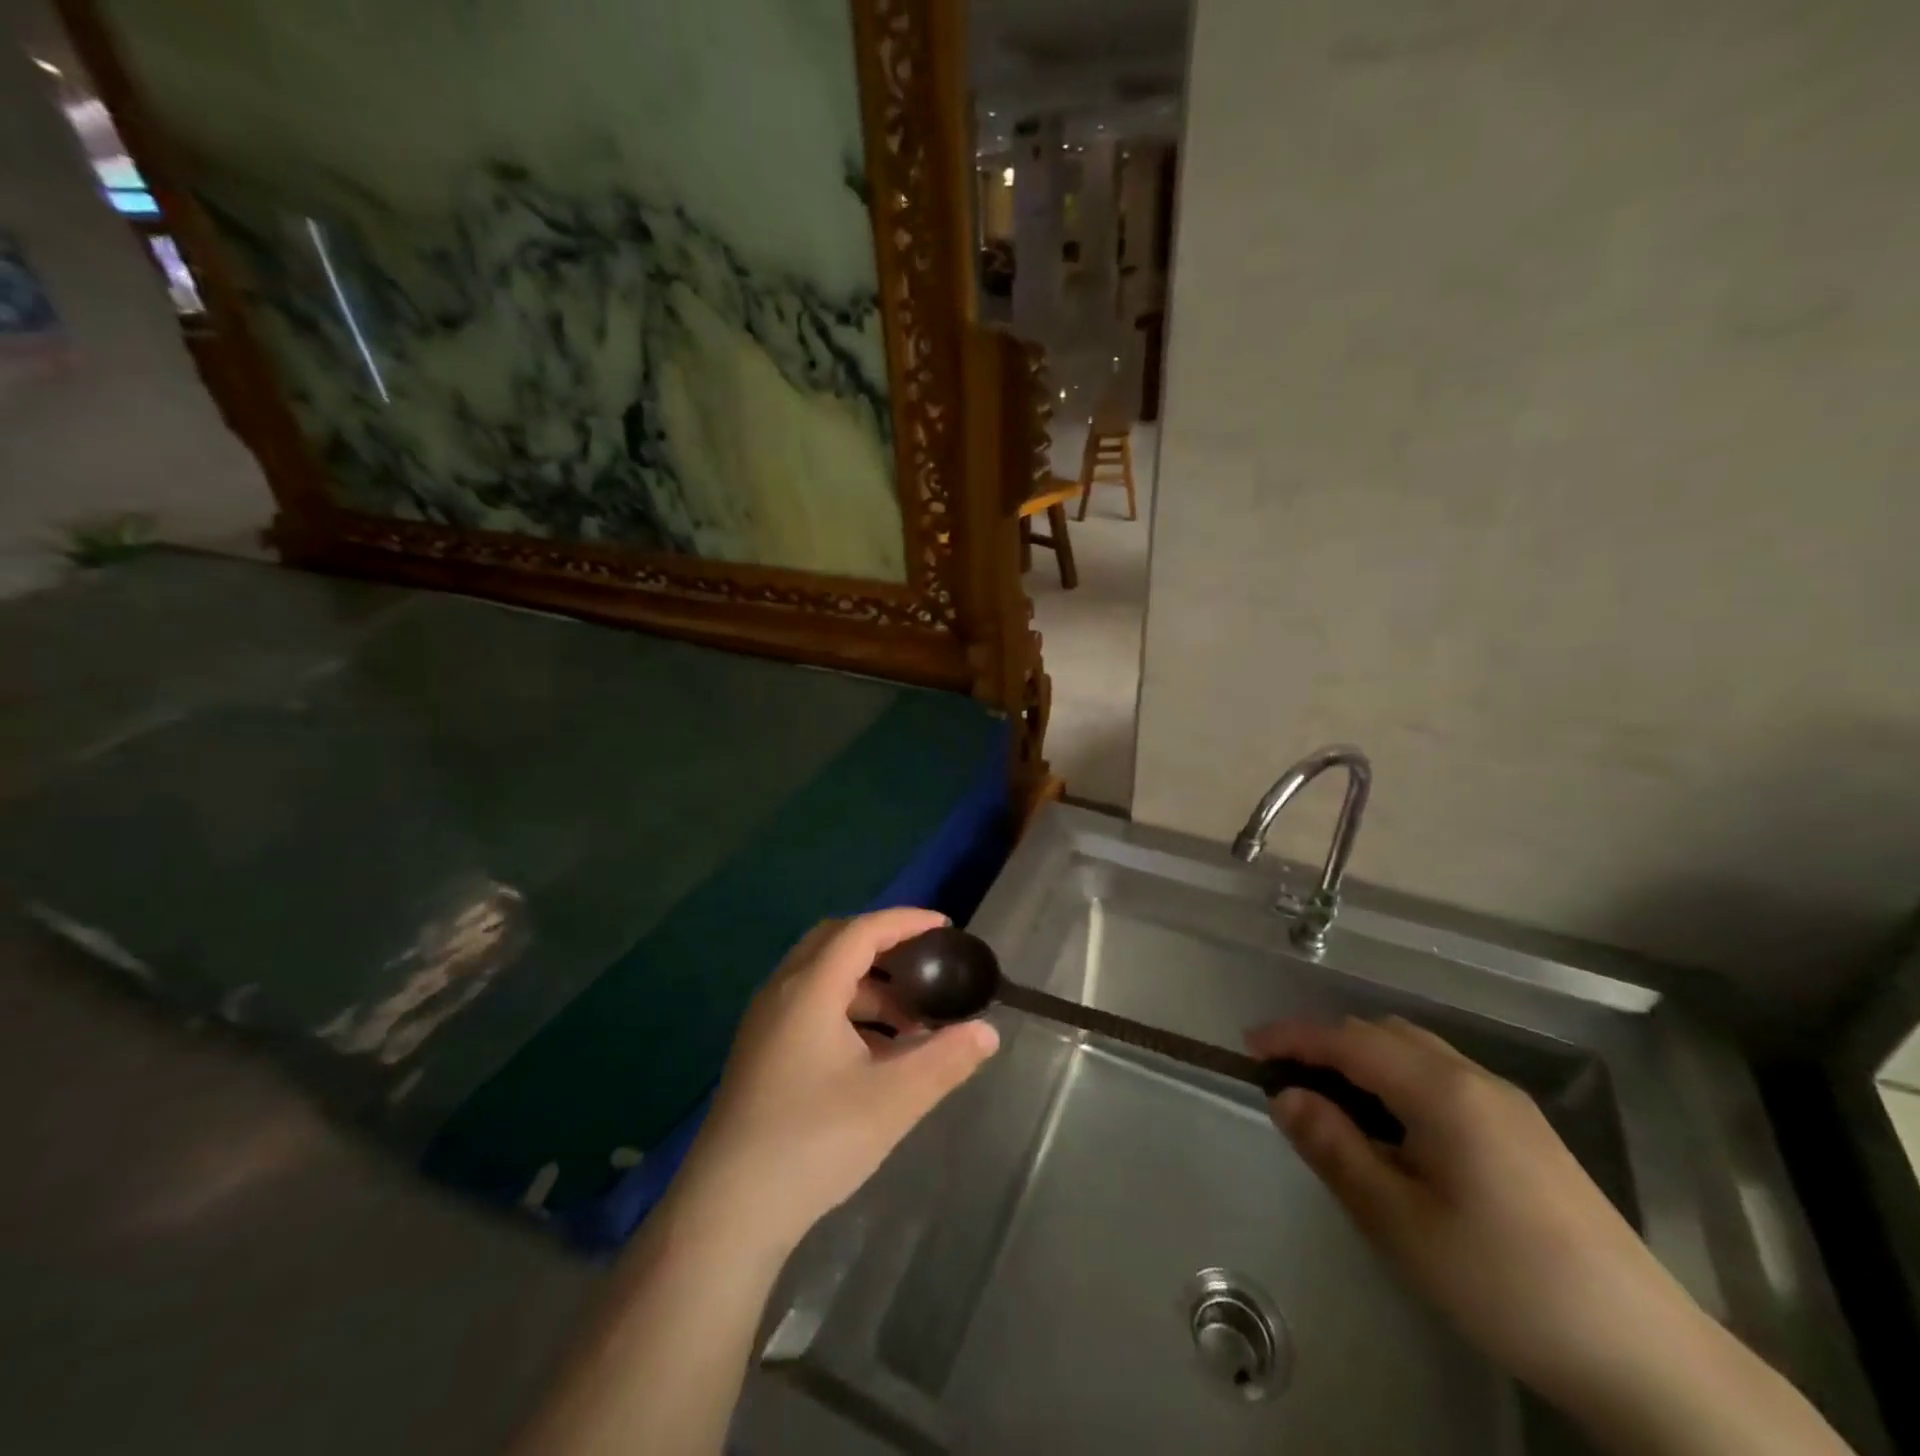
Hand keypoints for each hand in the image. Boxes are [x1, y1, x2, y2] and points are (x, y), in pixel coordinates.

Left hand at [674, 909, 999, 1257]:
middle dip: (884, 946)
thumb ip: (945, 1060)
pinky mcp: (760, 1052)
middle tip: (924, 966)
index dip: (906, 922)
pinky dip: (846, 1009)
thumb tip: (987, 1032)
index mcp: (810, 989)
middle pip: (836, 942)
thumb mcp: (892, 1101)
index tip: (945, 928)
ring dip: (867, 985)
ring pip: (821, 977)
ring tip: (909, 1020)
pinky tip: (873, 1052)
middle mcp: (782, 992)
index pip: (862, 931)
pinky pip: (809, 1005)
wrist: (728, 1212)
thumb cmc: (813, 1142)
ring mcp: (765, 1023)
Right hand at [1245, 1016, 1696, 1412]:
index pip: (1348, 1040)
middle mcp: (1476, 1079)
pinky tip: (1395, 1129)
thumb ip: (1335, 1148)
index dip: (1294, 1036)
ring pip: (1416, 1054)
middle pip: (1383, 1035)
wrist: (1648, 1356)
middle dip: (1326, 1044)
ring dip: (1363, 1061)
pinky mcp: (1528, 1132)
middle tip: (1286, 1078)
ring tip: (1331, 1102)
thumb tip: (1285, 1096)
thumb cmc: (1505, 1282)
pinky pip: (1443, 1079)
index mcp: (1442, 1091)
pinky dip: (1398, 1081)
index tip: (1249, 1045)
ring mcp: (1508, 1104)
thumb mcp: (1399, 1222)